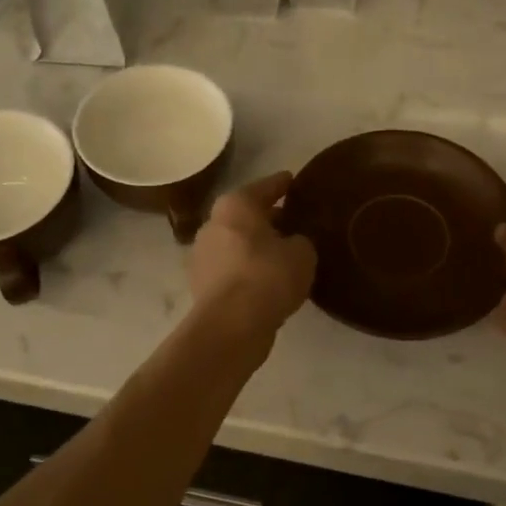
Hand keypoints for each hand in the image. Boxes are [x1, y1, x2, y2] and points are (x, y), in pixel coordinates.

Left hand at [187, 172, 315, 336]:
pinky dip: (248, 270)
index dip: (282, 184)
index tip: (292, 180)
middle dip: (268, 218)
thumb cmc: (268, 276)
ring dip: (257, 247)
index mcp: (235, 205)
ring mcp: (202, 256)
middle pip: (246, 216)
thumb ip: (300, 240)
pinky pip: (232, 269)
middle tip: (294, 221)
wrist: (231, 325)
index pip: (265, 187)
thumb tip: (292, 243)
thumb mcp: (302, 253)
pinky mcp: (202, 285)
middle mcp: (212, 224)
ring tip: (283, 254)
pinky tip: (268, 280)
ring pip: (237, 243)